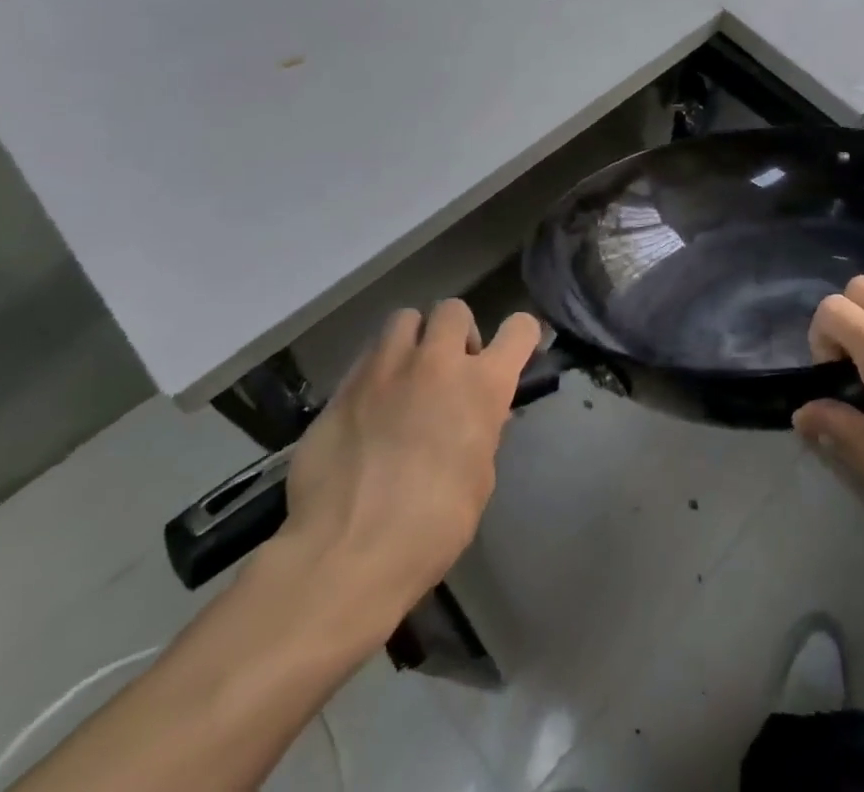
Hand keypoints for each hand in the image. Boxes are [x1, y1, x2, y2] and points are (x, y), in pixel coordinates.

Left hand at [273, 299, 541, 643]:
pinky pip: (365, 358)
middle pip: (453, 309)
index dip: (521, 336)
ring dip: (412, 340)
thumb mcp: (478, 478)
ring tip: (405, 376)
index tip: (513, 352)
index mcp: (483, 385)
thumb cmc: (433, 526)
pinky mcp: (342, 388)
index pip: (519, 329)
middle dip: (456, 332)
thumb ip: (481, 432)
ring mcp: (384, 369)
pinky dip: (375, 372)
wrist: (347, 554)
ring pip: (403, 319)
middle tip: (449, 368)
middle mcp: (437, 362)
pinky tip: (368, 408)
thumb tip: (476, 417)